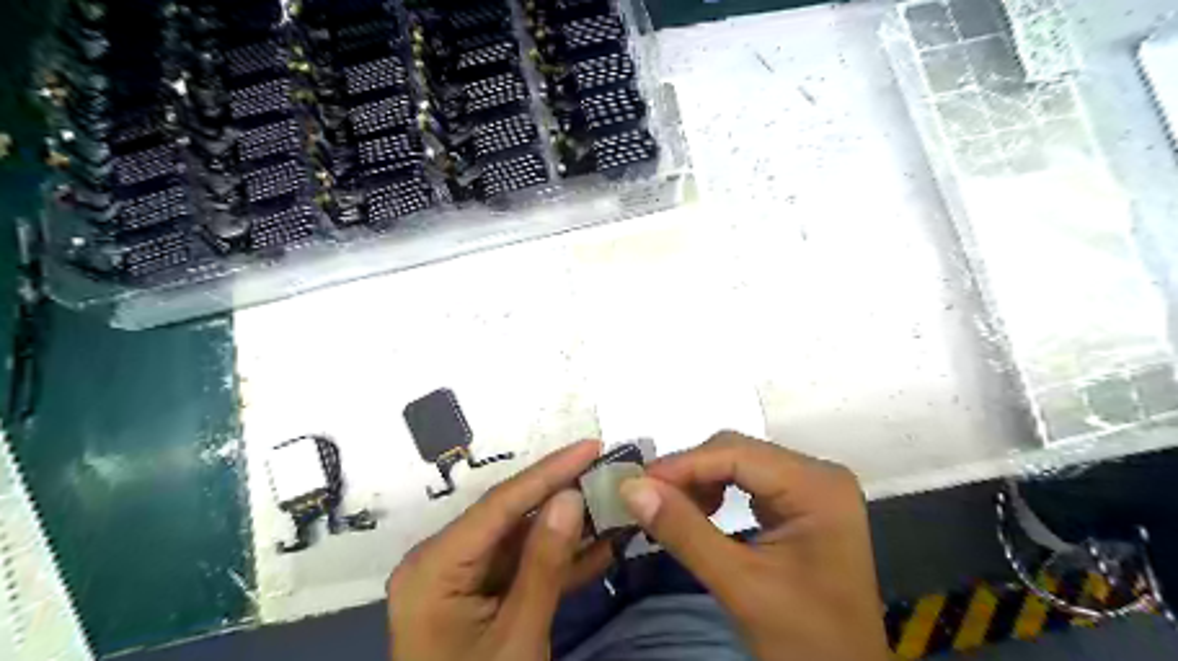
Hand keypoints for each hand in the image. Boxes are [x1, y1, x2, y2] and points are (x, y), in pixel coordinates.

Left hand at [389, 439, 616, 660]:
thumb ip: (544, 563)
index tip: (591, 445)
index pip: (500, 504)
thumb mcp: (518, 637)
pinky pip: (522, 567)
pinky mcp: (480, 595)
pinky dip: (559, 559)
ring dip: (567, 526)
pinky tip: (600, 543)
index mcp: (434, 566)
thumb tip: (571, 496)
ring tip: (610, 500)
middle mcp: (441, 560)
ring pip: (521, 539)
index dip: (550, 471)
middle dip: (562, 494)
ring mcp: (460, 578)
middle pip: (511, 516)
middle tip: (606, 469)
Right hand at [621, 431, 888, 659]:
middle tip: (647, 499)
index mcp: (816, 486)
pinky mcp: (801, 503)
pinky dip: (716, 493)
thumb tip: (631, 488)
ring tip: (669, 510)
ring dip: (699, 483)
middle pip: (737, 452)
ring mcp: (811, 487)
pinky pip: (748, 482)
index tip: (636, 484)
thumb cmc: (803, 638)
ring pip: (739, 464)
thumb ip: (684, 531)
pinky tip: (698, 514)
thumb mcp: (740, 585)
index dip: (683, 464)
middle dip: (689, 474)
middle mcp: (817, 474)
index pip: (736, 453)